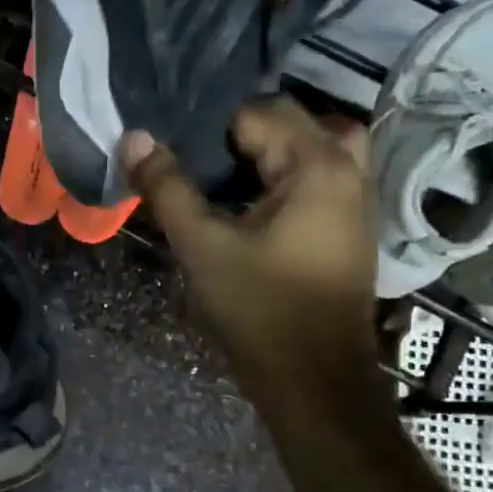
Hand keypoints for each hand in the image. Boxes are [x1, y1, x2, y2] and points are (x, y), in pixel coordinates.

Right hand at [122, 99, 379, 402]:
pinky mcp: (351, 225)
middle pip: (292, 121)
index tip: (178, 157)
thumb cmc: (258, 308)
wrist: (313, 378)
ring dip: (271, 152)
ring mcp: (357, 198)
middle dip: (241, 134)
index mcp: (316, 166)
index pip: (257, 113)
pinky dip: (288, 174)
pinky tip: (251, 204)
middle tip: (198, 165)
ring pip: (314, 146)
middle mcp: (348, 170)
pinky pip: (322, 175)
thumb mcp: (201, 245)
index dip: (210, 130)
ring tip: (226, 178)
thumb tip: (135, 137)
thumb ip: (167, 187)